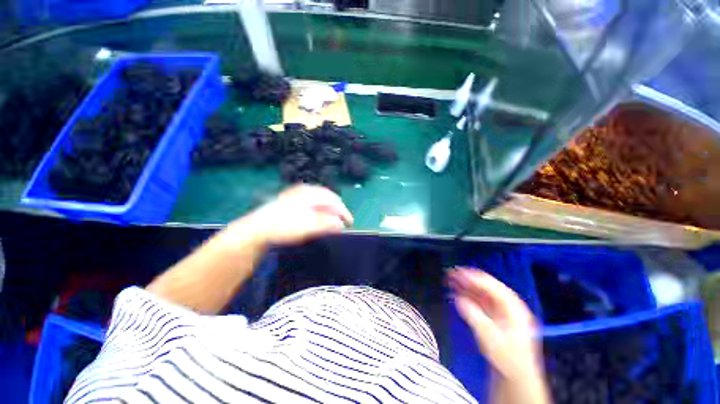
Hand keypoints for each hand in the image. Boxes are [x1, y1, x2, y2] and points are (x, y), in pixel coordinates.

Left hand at [233, 185, 353, 245]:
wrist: (258, 228)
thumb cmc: (284, 227)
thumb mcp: (308, 227)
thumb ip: (326, 223)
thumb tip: (340, 224)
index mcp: (311, 194)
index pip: (333, 200)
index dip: (343, 211)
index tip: (349, 223)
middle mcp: (305, 191)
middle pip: (328, 198)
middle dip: (337, 209)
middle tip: (342, 221)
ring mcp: (297, 194)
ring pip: (320, 199)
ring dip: (329, 209)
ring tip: (333, 219)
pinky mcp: (292, 199)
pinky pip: (312, 202)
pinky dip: (319, 209)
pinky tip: (318, 216)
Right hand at [448, 268, 549, 403]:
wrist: (515, 377)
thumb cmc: (506, 358)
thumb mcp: (490, 338)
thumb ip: (474, 316)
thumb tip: (459, 299)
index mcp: (513, 308)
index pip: (493, 287)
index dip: (476, 278)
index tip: (459, 272)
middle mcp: (508, 306)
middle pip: (487, 286)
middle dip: (469, 279)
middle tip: (452, 272)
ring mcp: (501, 310)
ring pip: (482, 292)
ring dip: (466, 285)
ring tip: (450, 279)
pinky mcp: (493, 316)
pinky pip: (479, 301)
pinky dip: (467, 295)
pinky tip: (456, 293)